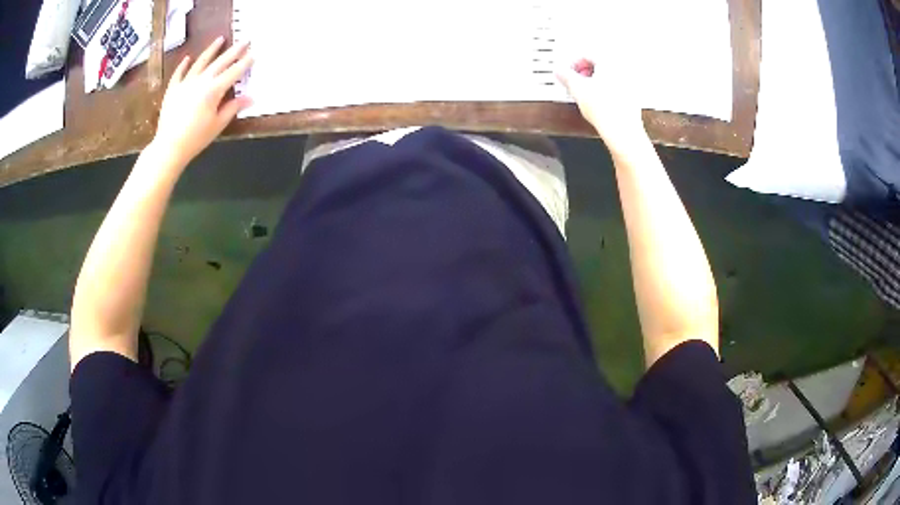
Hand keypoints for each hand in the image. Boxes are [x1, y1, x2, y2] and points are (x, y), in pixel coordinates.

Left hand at [152, 37, 253, 168]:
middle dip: (234, 51)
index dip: (245, 63)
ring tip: (220, 39)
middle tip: (244, 41)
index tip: (254, 54)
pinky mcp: (173, 90)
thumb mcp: (218, 124)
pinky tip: (188, 58)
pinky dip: (183, 65)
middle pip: (220, 62)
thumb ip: (233, 107)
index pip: (233, 73)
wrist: (168, 147)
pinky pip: (179, 74)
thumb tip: (251, 98)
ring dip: (211, 50)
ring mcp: (185, 83)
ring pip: (200, 62)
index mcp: (213, 90)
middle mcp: (200, 81)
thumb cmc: (195, 138)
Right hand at [556, 57, 647, 153]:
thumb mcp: (577, 89)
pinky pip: (615, 88)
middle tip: (575, 81)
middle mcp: (622, 70)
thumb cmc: (606, 110)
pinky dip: (605, 91)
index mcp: (609, 62)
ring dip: (594, 81)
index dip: (573, 63)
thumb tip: (559, 71)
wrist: (622, 131)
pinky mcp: (632, 98)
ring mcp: (629, 84)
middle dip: (584, 72)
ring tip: (586, 92)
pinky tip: (598, 102)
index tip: (567, 72)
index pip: (586, 54)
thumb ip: (565, 75)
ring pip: (607, 76)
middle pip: (598, 64)